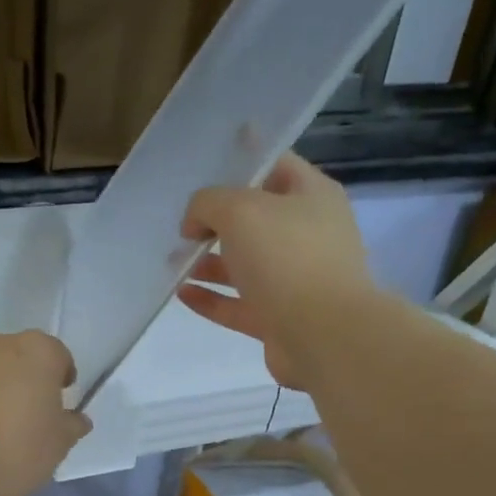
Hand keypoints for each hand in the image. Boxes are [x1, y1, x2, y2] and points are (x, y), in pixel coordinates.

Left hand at [0, 331, 92, 495]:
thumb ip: (71, 425)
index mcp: (36, 349)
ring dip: (0, 389)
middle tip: (32, 416)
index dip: (62, 380)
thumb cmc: (17, 450)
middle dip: (29, 380)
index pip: (58, 357)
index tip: (60, 406)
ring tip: (2, 429)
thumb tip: (75, 419)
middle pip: (22, 358)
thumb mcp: (59, 443)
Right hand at [177, 152, 377, 388]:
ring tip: (172, 261)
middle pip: (257, 218)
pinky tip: (182, 293)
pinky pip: (238, 303)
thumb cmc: (286, 257)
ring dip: (209, 261)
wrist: (323, 334)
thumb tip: (195, 224)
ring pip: (245, 264)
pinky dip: (211, 298)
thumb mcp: (239, 210)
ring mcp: (295, 279)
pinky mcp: (279, 317)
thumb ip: (207, 204)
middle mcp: (308, 234)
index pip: (275, 165)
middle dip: (217, 219)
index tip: (204, 166)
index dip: (241, 161)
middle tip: (181, 224)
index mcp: (312, 196)